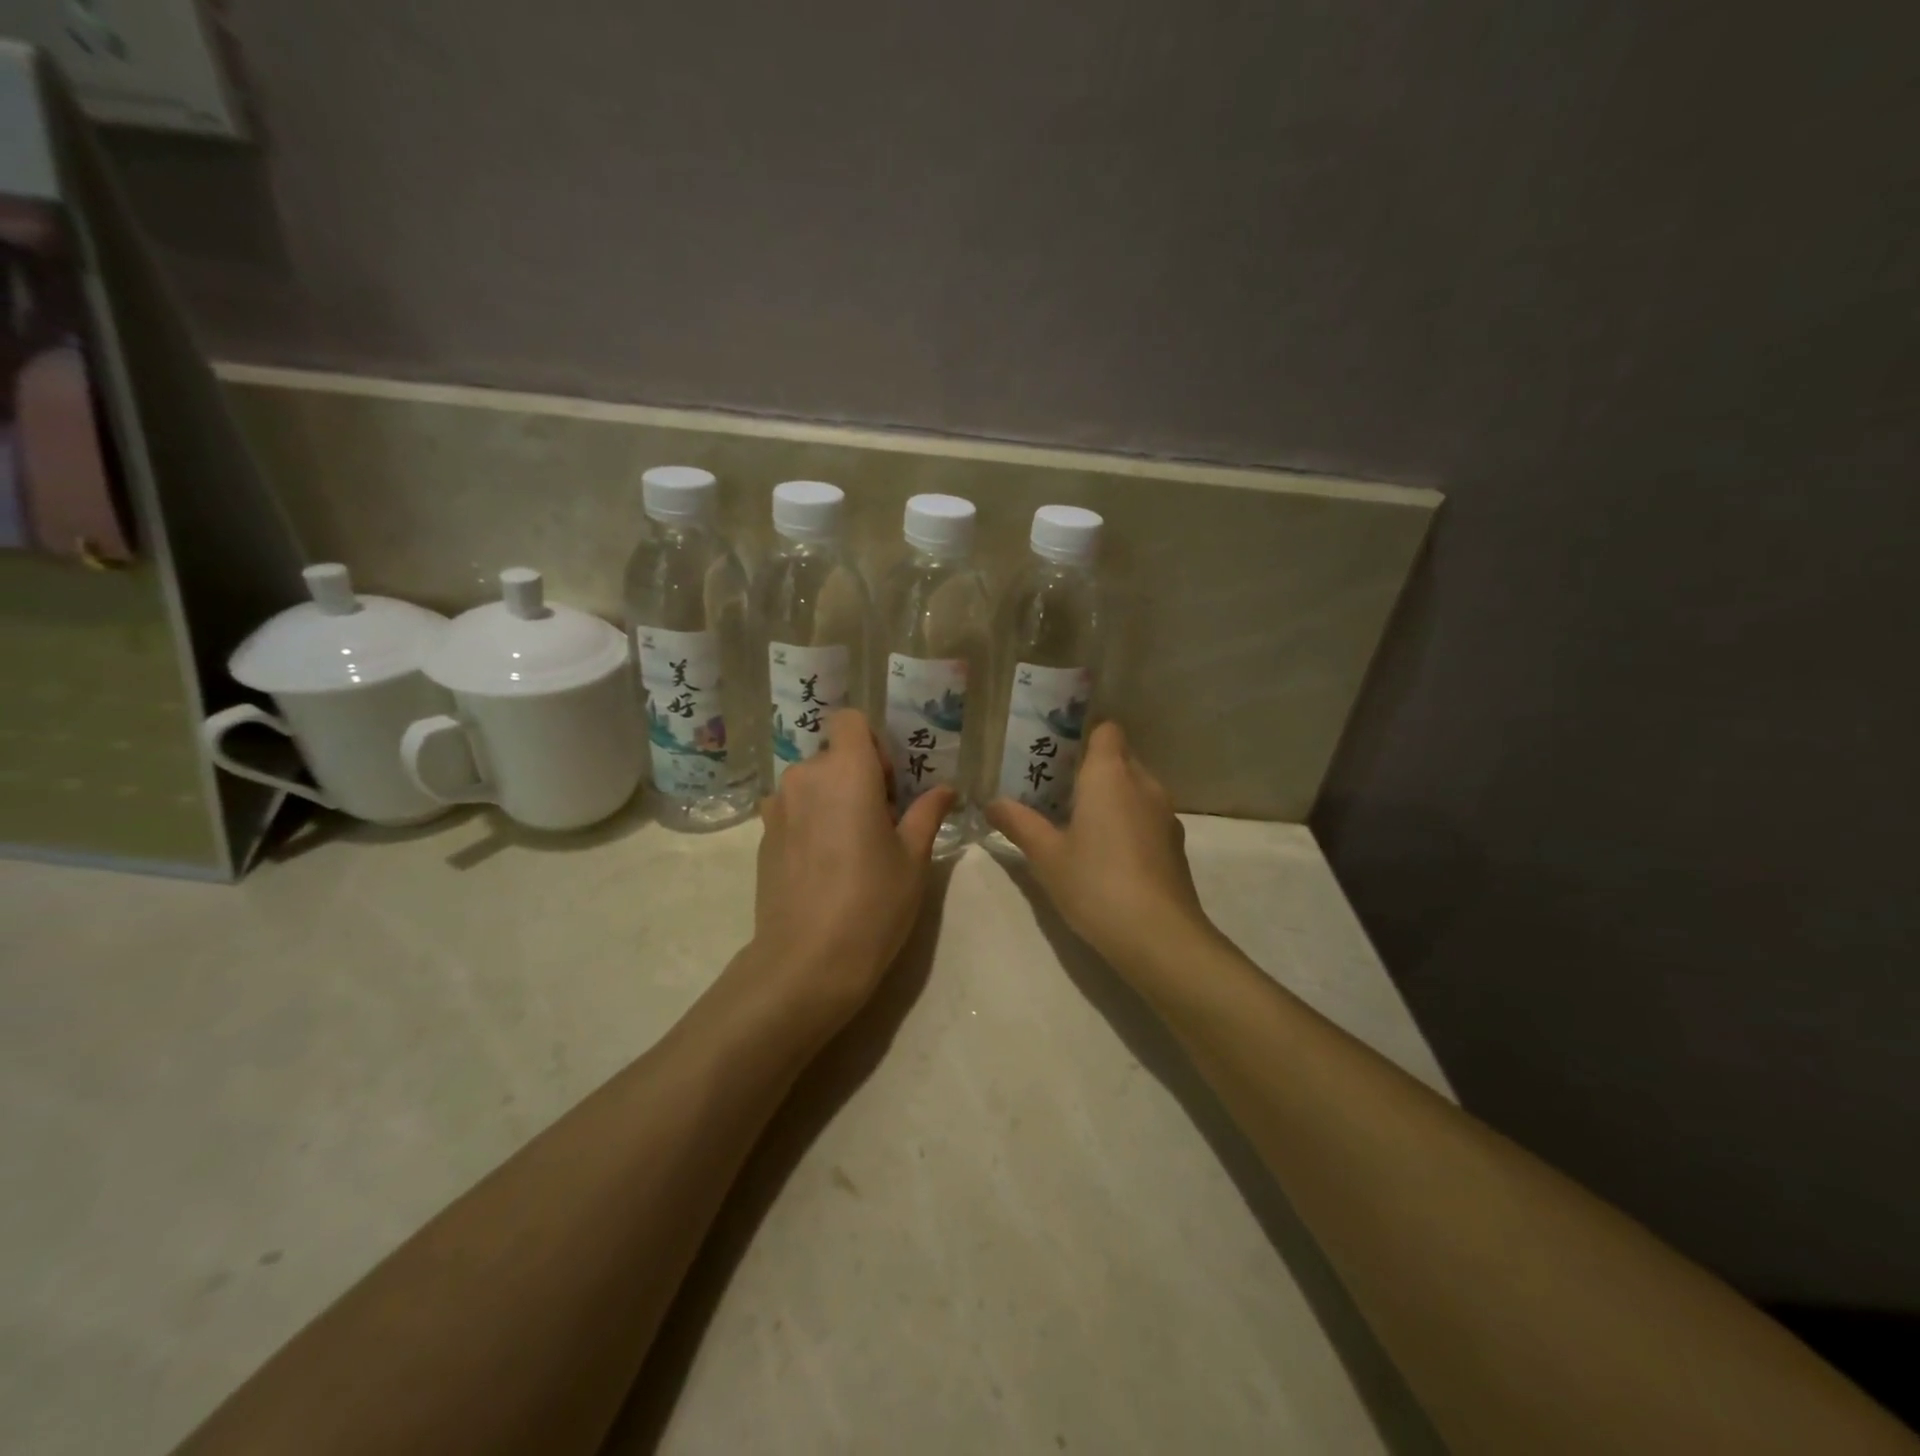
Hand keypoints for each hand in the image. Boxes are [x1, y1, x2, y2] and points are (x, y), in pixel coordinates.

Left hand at [749, 709, 955, 1022]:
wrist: (807, 961)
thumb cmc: (873, 903)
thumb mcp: (913, 858)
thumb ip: (926, 814)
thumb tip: (946, 790)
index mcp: (846, 772)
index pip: (849, 720)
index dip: (872, 742)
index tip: (887, 783)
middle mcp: (805, 777)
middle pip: (832, 755)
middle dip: (856, 776)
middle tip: (879, 822)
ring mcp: (777, 807)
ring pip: (811, 784)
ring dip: (831, 799)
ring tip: (849, 846)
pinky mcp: (762, 837)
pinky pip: (792, 810)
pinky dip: (809, 821)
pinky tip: (824, 866)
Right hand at [984, 723, 1213, 973]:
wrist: (1159, 936)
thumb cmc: (1095, 883)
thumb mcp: (1046, 855)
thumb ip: (1018, 823)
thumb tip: (992, 802)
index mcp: (1110, 774)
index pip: (1106, 729)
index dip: (1083, 735)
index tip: (1056, 754)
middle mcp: (1143, 783)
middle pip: (1119, 757)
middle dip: (1091, 769)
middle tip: (1055, 791)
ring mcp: (1165, 814)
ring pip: (1134, 788)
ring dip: (1110, 797)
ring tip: (1077, 823)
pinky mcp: (1175, 844)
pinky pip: (1146, 816)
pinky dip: (1127, 822)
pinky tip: (1106, 853)